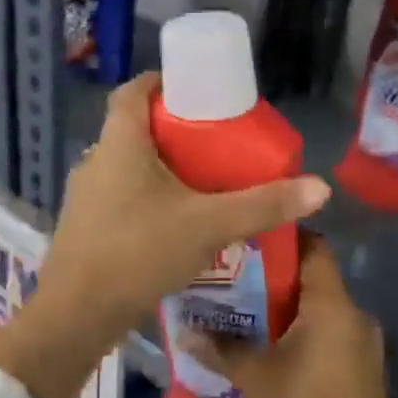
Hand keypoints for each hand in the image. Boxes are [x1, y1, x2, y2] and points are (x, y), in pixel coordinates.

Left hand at [36, 73, 330, 345]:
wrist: (77, 315)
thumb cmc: (139, 252)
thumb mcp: (209, 225)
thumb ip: (262, 205)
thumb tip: (320, 187)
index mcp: (119, 143)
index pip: (132, 91)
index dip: (161, 82)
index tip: (194, 88)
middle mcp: (96, 160)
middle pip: (133, 128)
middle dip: (171, 128)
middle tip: (212, 139)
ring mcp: (85, 196)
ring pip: (126, 165)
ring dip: (159, 166)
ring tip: (200, 180)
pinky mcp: (85, 226)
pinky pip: (120, 195)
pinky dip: (146, 196)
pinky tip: (173, 220)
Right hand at [186, 232, 388, 397]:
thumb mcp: (254, 378)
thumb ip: (221, 347)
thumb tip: (184, 328)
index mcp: (333, 306)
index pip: (314, 247)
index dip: (284, 237)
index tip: (250, 239)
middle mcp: (356, 315)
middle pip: (316, 278)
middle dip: (278, 276)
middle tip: (238, 277)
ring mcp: (365, 343)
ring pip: (324, 308)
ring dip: (292, 307)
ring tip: (251, 310)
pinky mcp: (365, 368)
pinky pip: (333, 332)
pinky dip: (307, 330)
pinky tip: (276, 344)